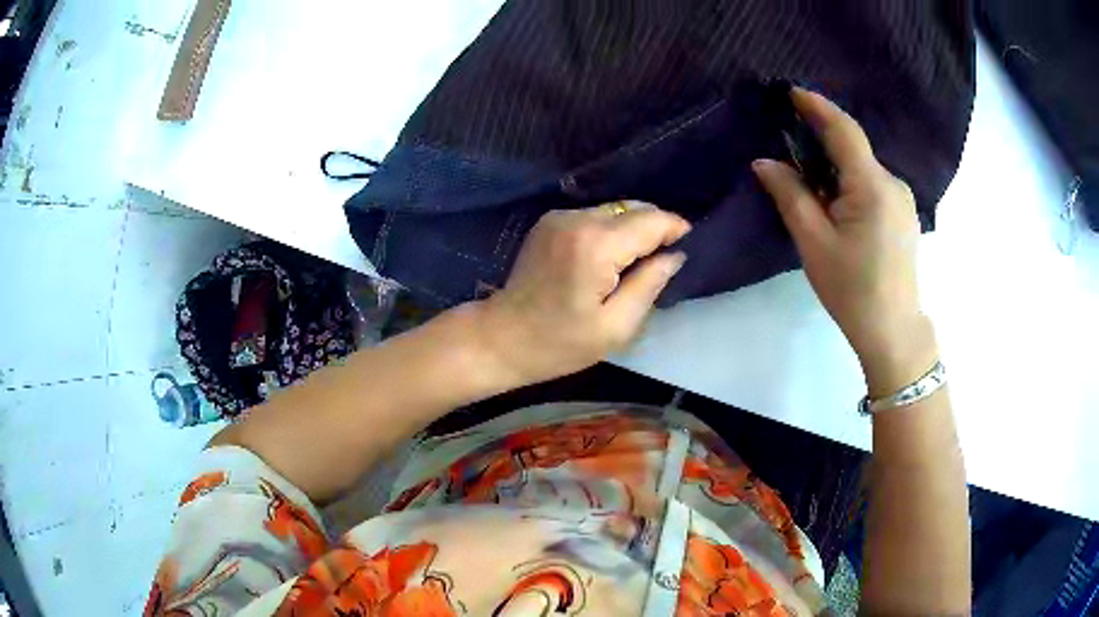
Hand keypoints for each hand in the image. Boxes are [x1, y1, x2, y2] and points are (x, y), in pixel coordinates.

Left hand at [477, 202, 689, 385]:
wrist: (501, 337)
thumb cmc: (559, 343)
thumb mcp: (615, 327)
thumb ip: (649, 284)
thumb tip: (674, 255)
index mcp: (595, 245)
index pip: (650, 221)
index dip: (674, 229)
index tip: (688, 245)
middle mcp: (577, 219)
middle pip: (633, 210)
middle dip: (655, 230)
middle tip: (663, 260)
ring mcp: (559, 216)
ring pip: (614, 210)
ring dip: (632, 230)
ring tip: (636, 262)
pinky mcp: (549, 221)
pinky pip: (594, 216)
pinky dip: (610, 230)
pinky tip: (609, 257)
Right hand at [752, 88, 936, 395]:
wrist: (893, 331)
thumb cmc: (852, 289)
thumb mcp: (814, 244)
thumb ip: (790, 195)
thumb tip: (765, 162)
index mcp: (872, 186)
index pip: (844, 131)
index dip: (817, 107)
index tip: (792, 91)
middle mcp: (893, 183)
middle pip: (853, 150)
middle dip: (822, 144)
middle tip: (792, 156)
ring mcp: (903, 199)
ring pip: (863, 168)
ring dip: (835, 168)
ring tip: (813, 193)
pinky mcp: (904, 214)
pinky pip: (873, 184)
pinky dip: (850, 183)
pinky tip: (838, 209)